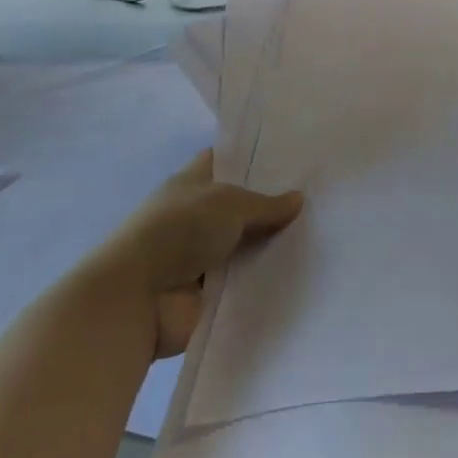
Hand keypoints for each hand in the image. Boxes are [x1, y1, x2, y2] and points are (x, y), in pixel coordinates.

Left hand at [115, 150, 302, 355]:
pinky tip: (300, 272)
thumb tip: (298, 199)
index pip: (224, 162)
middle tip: (317, 201)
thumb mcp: (229, 204)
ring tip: (318, 237)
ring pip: (245, 245)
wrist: (139, 298)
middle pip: (240, 207)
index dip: (253, 159)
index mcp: (191, 184)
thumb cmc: (179, 230)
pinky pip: (243, 280)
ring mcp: (201, 255)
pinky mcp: (207, 291)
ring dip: (270, 246)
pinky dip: (263, 279)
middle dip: (272, 206)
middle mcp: (195, 215)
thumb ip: (265, 204)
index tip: (291, 159)